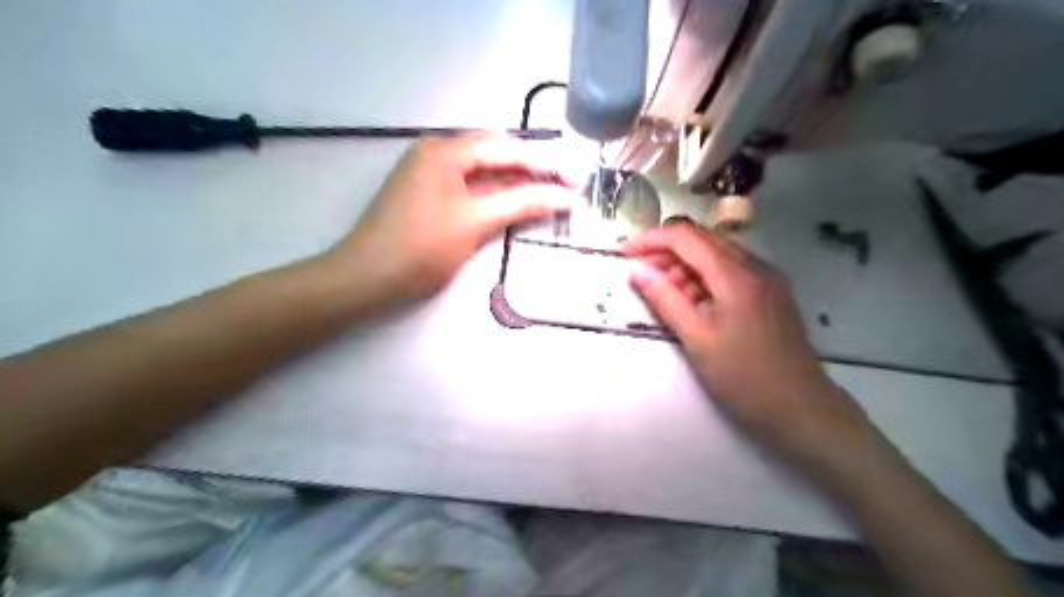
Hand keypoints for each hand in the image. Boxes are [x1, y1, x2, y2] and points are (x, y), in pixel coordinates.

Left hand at [328, 137, 574, 304]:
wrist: (368, 277)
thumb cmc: (421, 247)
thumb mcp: (475, 222)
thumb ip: (522, 204)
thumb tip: (565, 196)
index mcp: (445, 150)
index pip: (505, 148)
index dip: (543, 163)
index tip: (574, 178)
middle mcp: (437, 153)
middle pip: (494, 157)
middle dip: (531, 173)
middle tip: (565, 189)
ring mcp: (430, 174)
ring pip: (483, 175)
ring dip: (515, 186)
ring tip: (550, 198)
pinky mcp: (429, 196)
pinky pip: (470, 190)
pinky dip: (494, 198)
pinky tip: (517, 207)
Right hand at [626, 224, 867, 461]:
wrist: (802, 409)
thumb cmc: (744, 378)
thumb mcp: (696, 338)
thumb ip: (664, 299)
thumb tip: (636, 271)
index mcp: (736, 275)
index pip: (687, 237)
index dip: (652, 239)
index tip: (625, 253)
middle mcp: (756, 266)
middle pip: (703, 240)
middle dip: (667, 252)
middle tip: (641, 275)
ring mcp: (767, 279)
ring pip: (716, 255)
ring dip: (685, 267)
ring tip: (664, 295)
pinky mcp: (771, 293)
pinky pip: (730, 272)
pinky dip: (705, 279)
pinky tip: (693, 303)